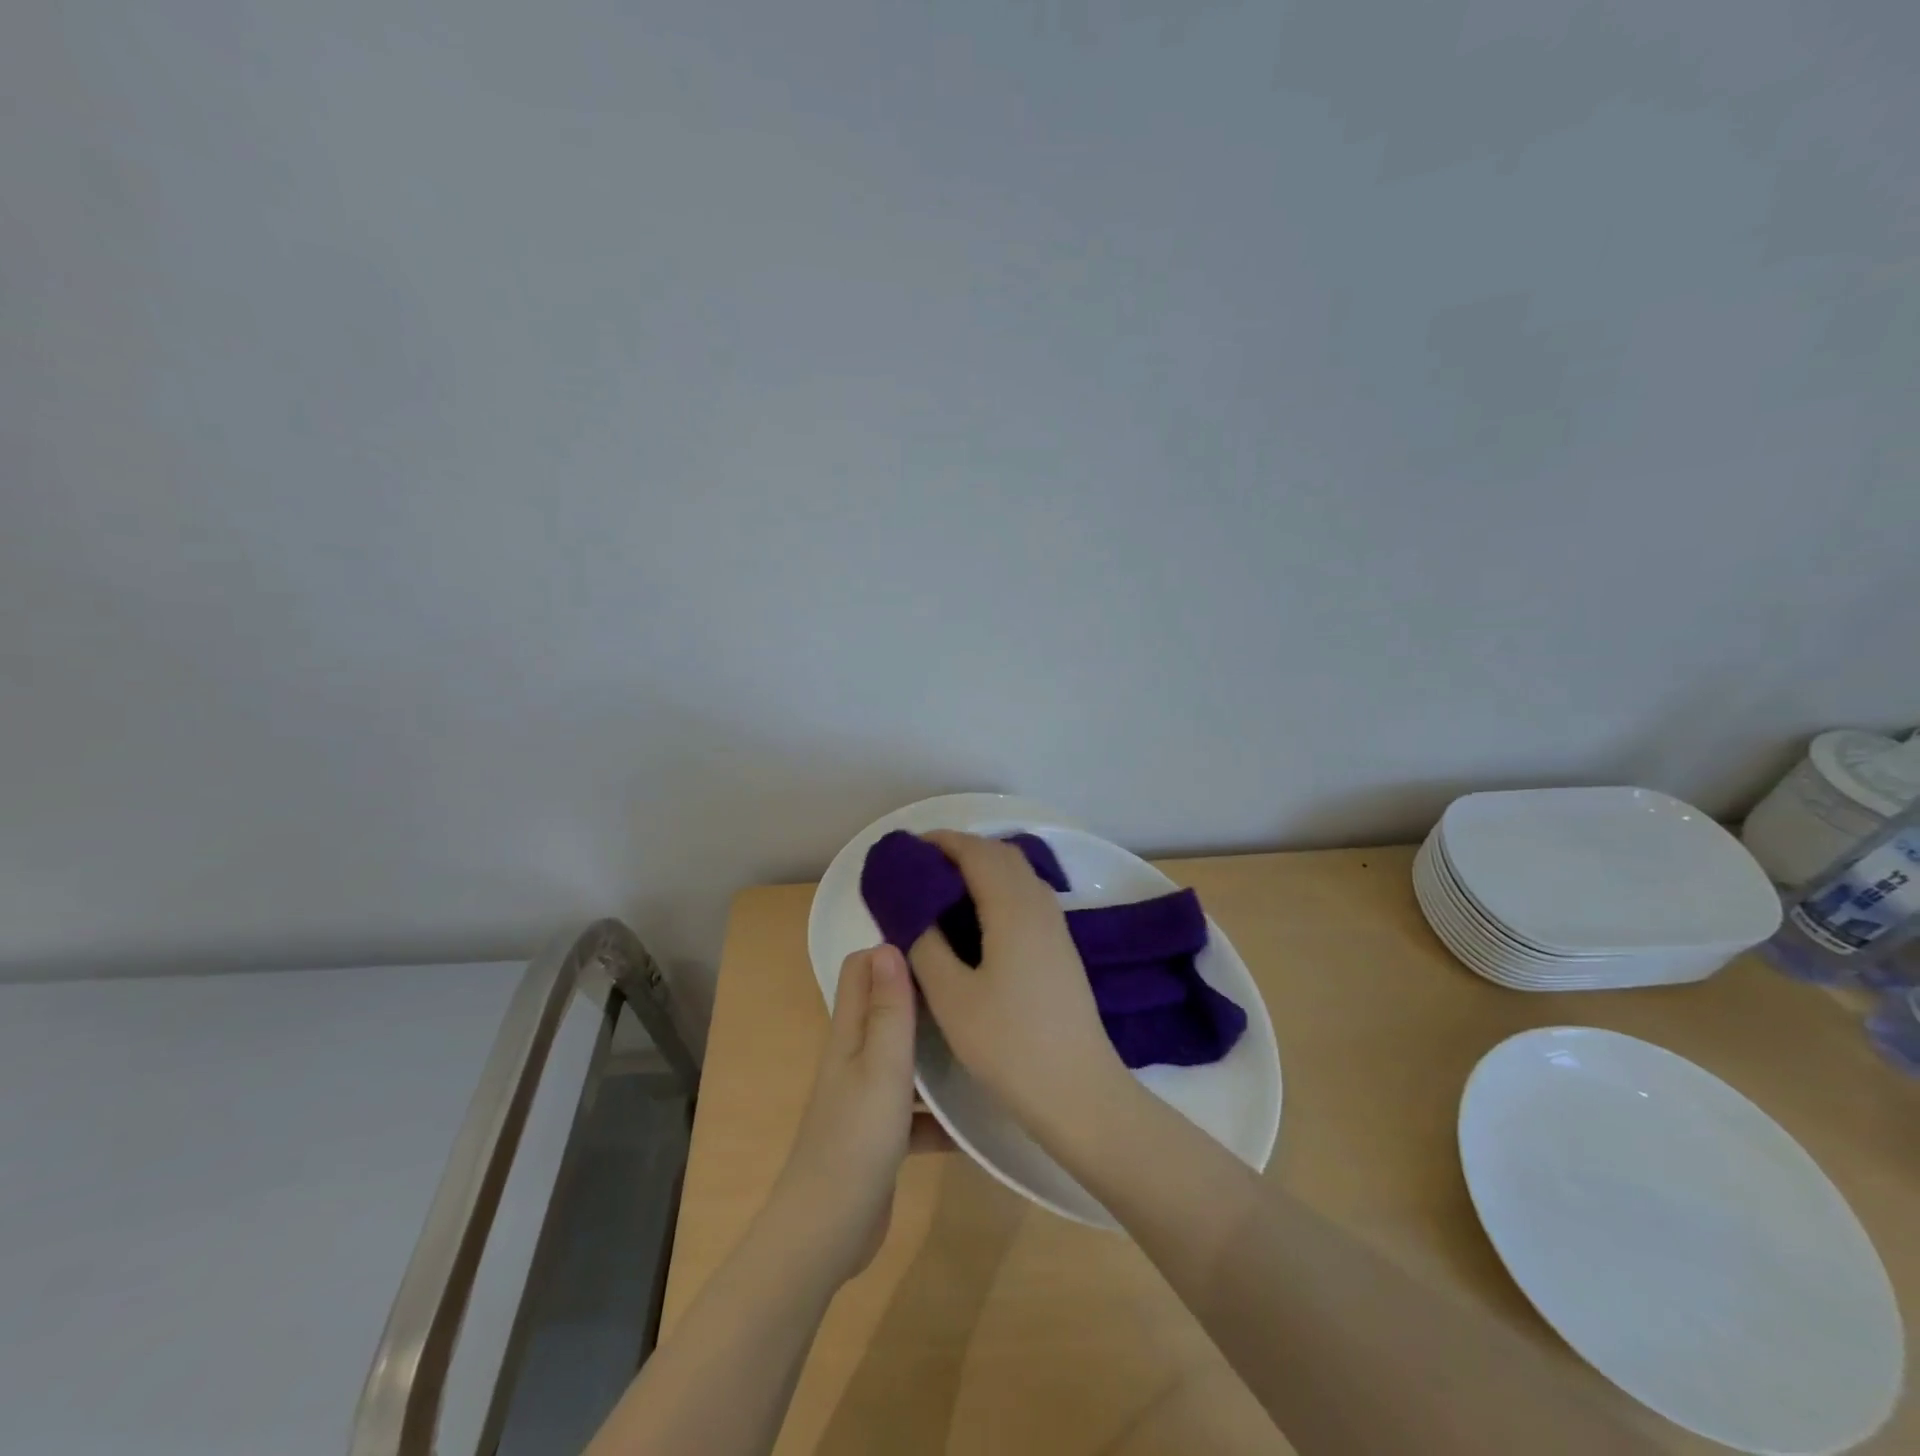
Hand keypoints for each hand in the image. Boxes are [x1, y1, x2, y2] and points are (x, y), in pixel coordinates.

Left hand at [768, 944, 946, 1283]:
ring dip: (937, 1050)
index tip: (940, 939)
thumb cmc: (855, 1140)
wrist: (826, 1234)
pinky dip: (941, 1112)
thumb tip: (888, 943)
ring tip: (985, 1036)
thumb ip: (887, 1009)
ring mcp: (867, 1097)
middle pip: (887, 1008)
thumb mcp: (881, 1068)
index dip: (892, 947)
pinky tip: (979, 1117)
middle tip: (973, 982)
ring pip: (906, 1057)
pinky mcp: (881, 1134)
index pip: (861, 968)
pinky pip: (917, 1110)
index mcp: (849, 1033)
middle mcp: (855, 1056)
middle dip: (924, 993)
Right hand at [908, 831, 1133, 1145]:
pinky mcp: (1061, 946)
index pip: (976, 852)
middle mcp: (1039, 904)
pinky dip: (998, 888)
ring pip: (1018, 874)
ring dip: (982, 867)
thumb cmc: (1010, 1045)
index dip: (942, 842)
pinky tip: (978, 919)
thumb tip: (912, 913)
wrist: (1079, 1090)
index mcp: (1013, 908)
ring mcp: (1055, 925)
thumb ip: (926, 946)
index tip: (908, 849)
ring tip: (944, 889)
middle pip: (1001, 854)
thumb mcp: (951, 998)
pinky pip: (1027, 895)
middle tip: (921, 868)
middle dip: (961, 850)